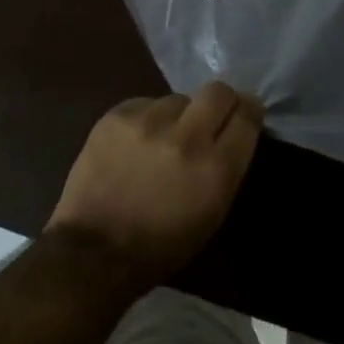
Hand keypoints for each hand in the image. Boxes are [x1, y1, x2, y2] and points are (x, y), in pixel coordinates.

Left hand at [47, 82, 263, 288]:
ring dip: (178, 115)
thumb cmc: (161, 246)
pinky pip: (145, 104)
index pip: (247, 116)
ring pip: (178, 98)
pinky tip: (136, 142)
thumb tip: (232, 133)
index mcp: (216, 168)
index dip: (250, 111)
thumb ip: (227, 167)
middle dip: (221, 101)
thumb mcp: (212, 214)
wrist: (94, 252)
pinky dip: (147, 118)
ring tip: (163, 138)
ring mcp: (148, 122)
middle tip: (212, 116)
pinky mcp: (117, 116)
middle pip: (218, 91)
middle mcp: (186, 137)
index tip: (246, 113)